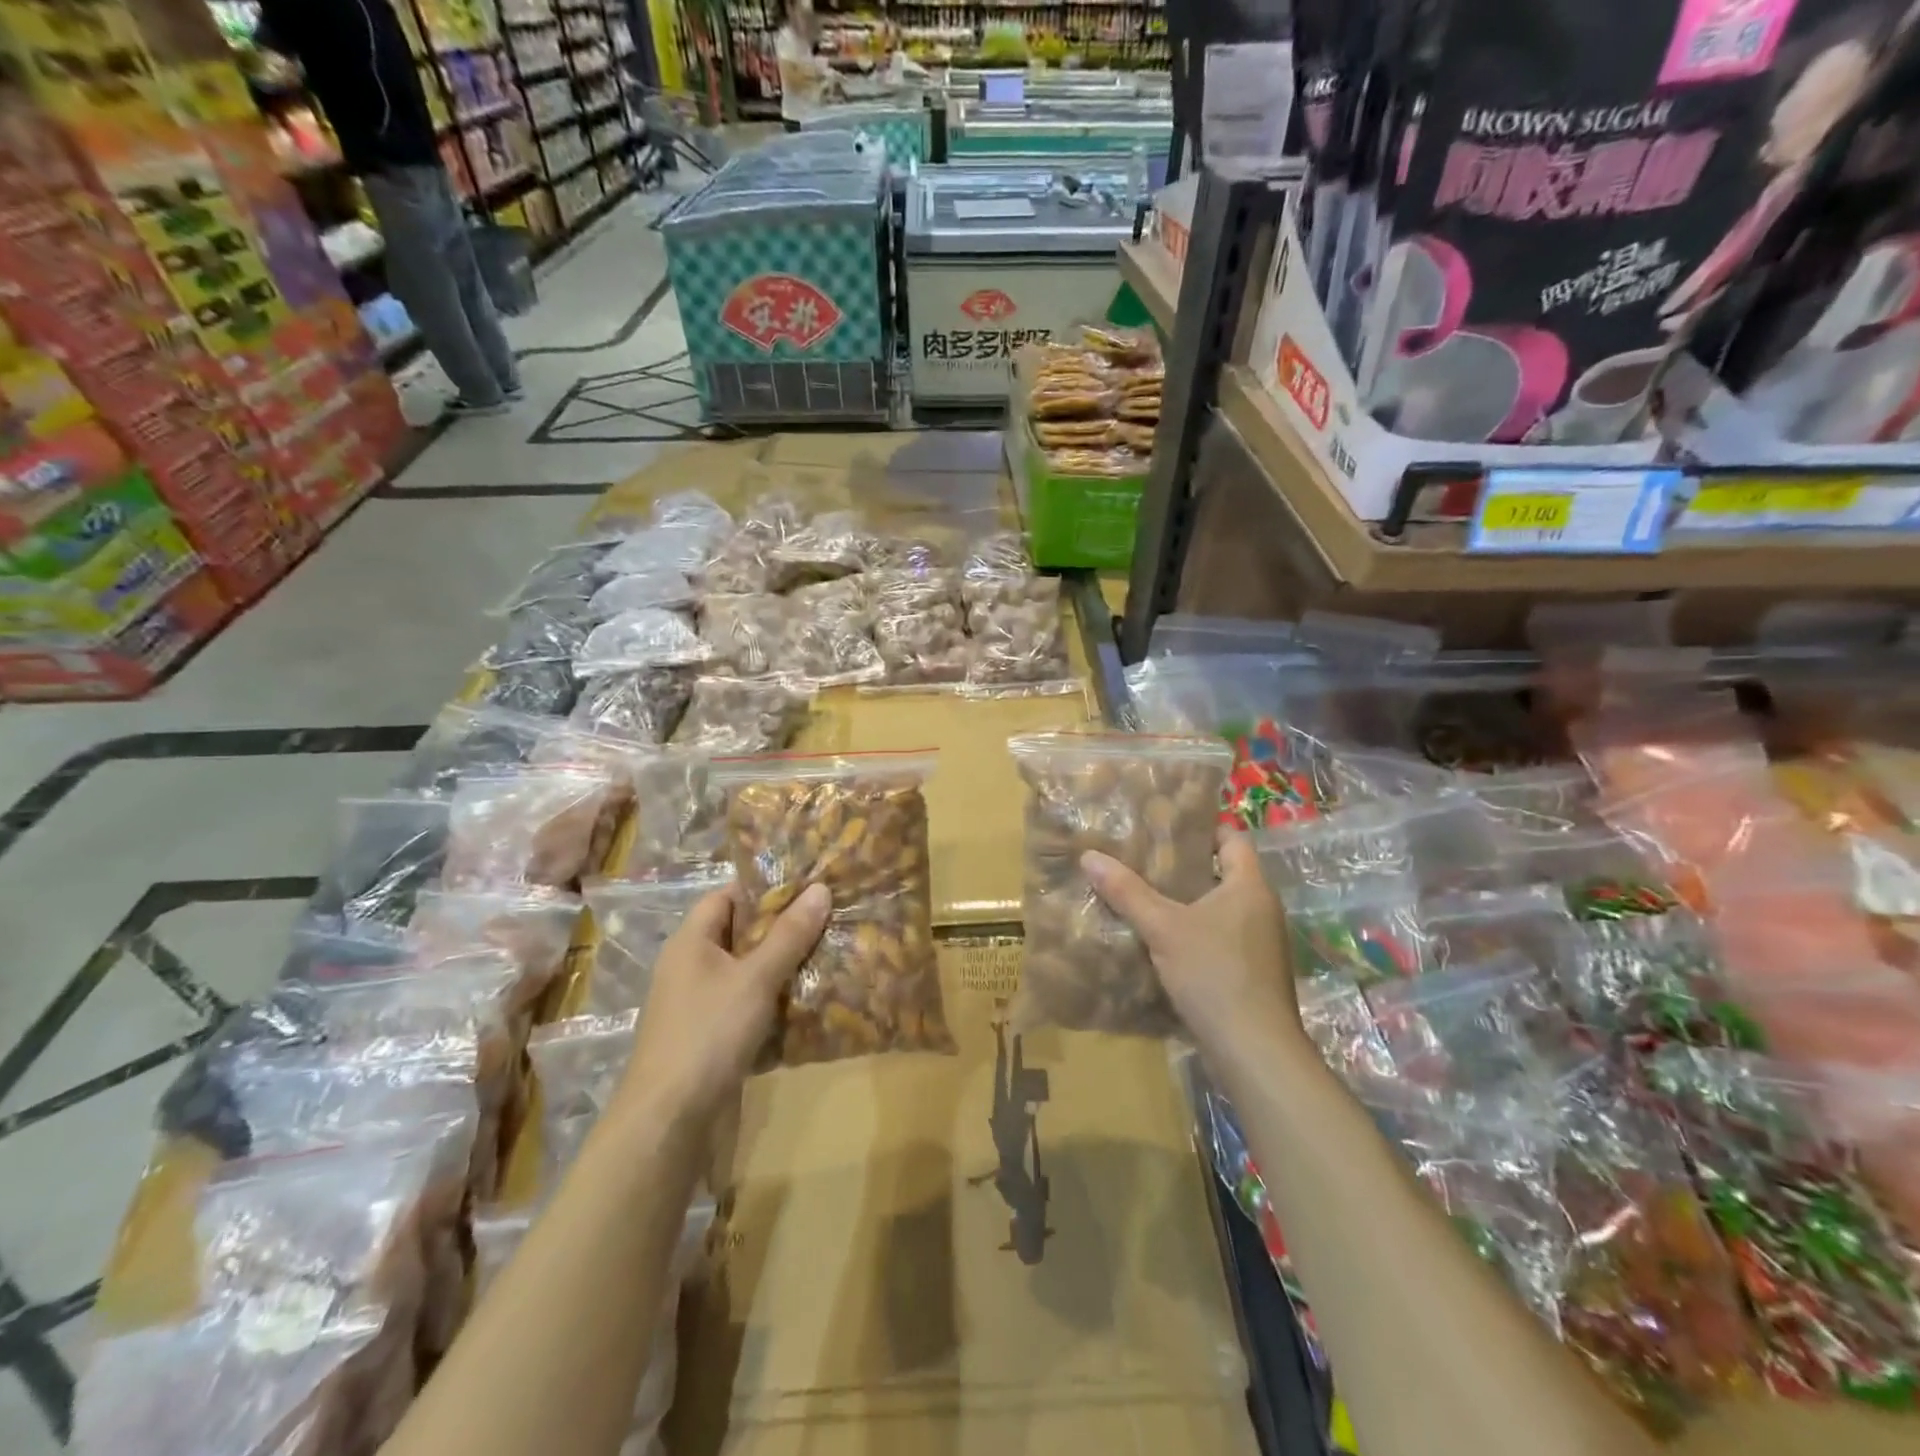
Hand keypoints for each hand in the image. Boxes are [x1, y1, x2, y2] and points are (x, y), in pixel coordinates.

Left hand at [617, 884, 830, 1124]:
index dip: (764, 888)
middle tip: (828, 918)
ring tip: (828, 953)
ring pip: (747, 970)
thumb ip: (789, 934)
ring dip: (782, 965)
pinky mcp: (711, 1035)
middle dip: (782, 927)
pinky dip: (774, 999)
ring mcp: (699, 1003)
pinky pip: (747, 1003)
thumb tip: (820, 888)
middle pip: (740, 933)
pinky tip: (808, 1000)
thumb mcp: (755, 978)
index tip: (808, 886)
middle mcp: (691, 966)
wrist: (669, 1120)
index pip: (727, 896)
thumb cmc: (709, 1033)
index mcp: (690, 941)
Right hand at [1083, 829, 1304, 1062]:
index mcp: (1249, 886)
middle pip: (1223, 873)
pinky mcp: (1251, 972)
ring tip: (1144, 895)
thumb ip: (1128, 892)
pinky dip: (1194, 932)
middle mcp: (1261, 908)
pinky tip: (1161, 940)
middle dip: (1184, 866)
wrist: (1254, 1050)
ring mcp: (1260, 943)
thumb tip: (1089, 856)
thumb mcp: (1163, 928)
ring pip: (1219, 908)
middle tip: (1143, 858)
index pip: (1233, 838)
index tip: (1165, 825)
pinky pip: (1220, 937)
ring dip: (1187, 902)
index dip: (1202, 827)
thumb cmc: (1214, 973)